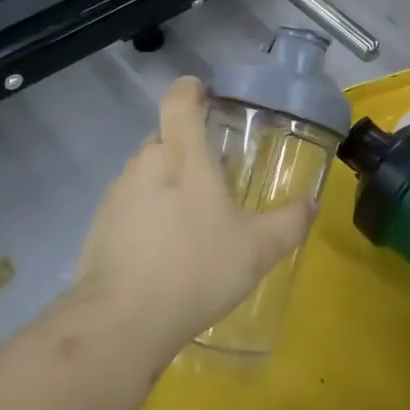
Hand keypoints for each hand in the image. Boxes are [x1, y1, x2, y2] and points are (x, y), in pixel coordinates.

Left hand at [73, 76, 314, 349]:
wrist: (122, 320)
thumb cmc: (197, 269)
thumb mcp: (258, 250)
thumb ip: (289, 222)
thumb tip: (311, 202)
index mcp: (183, 156)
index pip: (179, 100)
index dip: (191, 89)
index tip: (206, 95)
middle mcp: (146, 163)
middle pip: (165, 138)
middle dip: (187, 152)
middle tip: (213, 182)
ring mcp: (117, 193)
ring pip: (146, 173)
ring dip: (166, 186)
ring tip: (190, 223)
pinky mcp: (99, 223)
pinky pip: (129, 204)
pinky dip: (146, 214)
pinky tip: (162, 250)